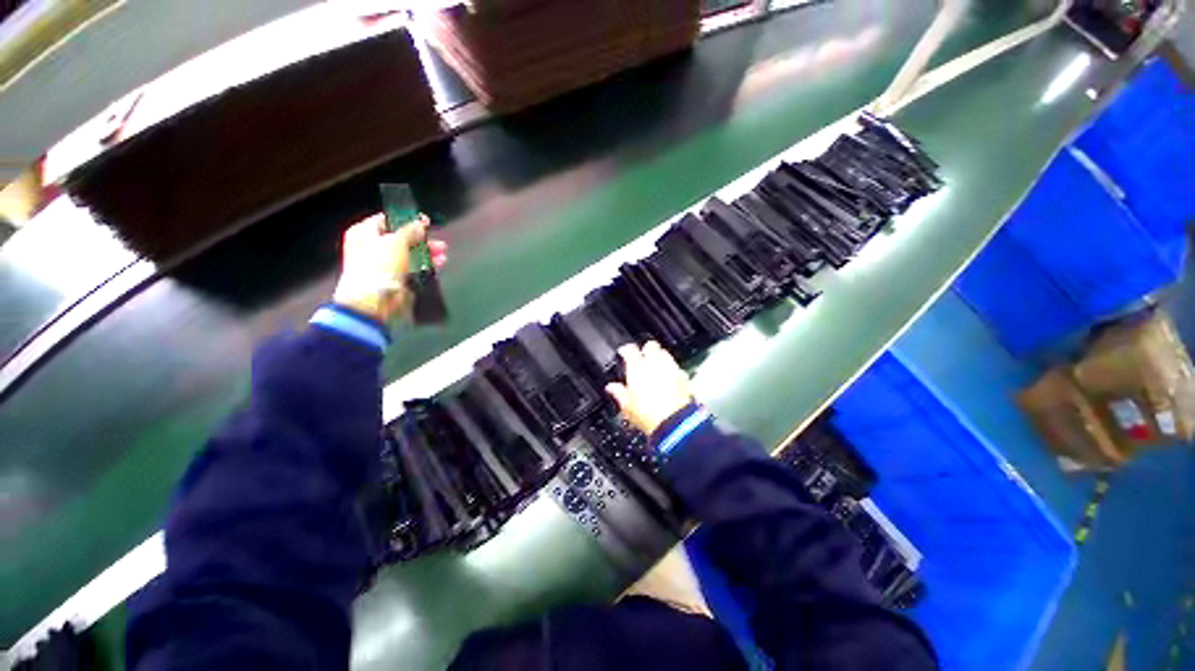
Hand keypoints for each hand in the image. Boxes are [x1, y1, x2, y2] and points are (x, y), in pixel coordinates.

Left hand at [332, 213, 447, 320]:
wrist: (374, 300)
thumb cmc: (379, 265)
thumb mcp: (395, 241)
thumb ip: (410, 230)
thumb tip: (420, 224)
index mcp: (365, 233)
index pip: (388, 220)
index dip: (407, 220)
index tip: (425, 221)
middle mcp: (374, 246)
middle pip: (403, 238)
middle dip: (423, 240)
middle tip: (438, 241)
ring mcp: (386, 264)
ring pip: (411, 254)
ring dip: (428, 253)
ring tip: (443, 254)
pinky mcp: (397, 278)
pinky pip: (415, 268)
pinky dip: (427, 265)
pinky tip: (440, 264)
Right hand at [606, 341, 693, 434]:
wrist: (674, 423)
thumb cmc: (649, 415)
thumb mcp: (627, 406)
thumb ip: (619, 393)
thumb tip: (612, 388)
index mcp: (637, 368)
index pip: (630, 350)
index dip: (626, 350)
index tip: (624, 353)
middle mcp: (654, 364)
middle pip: (651, 346)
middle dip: (646, 349)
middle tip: (642, 357)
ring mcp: (671, 368)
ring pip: (665, 353)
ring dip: (660, 357)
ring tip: (655, 366)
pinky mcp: (683, 377)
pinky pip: (676, 367)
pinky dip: (671, 370)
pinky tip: (668, 378)